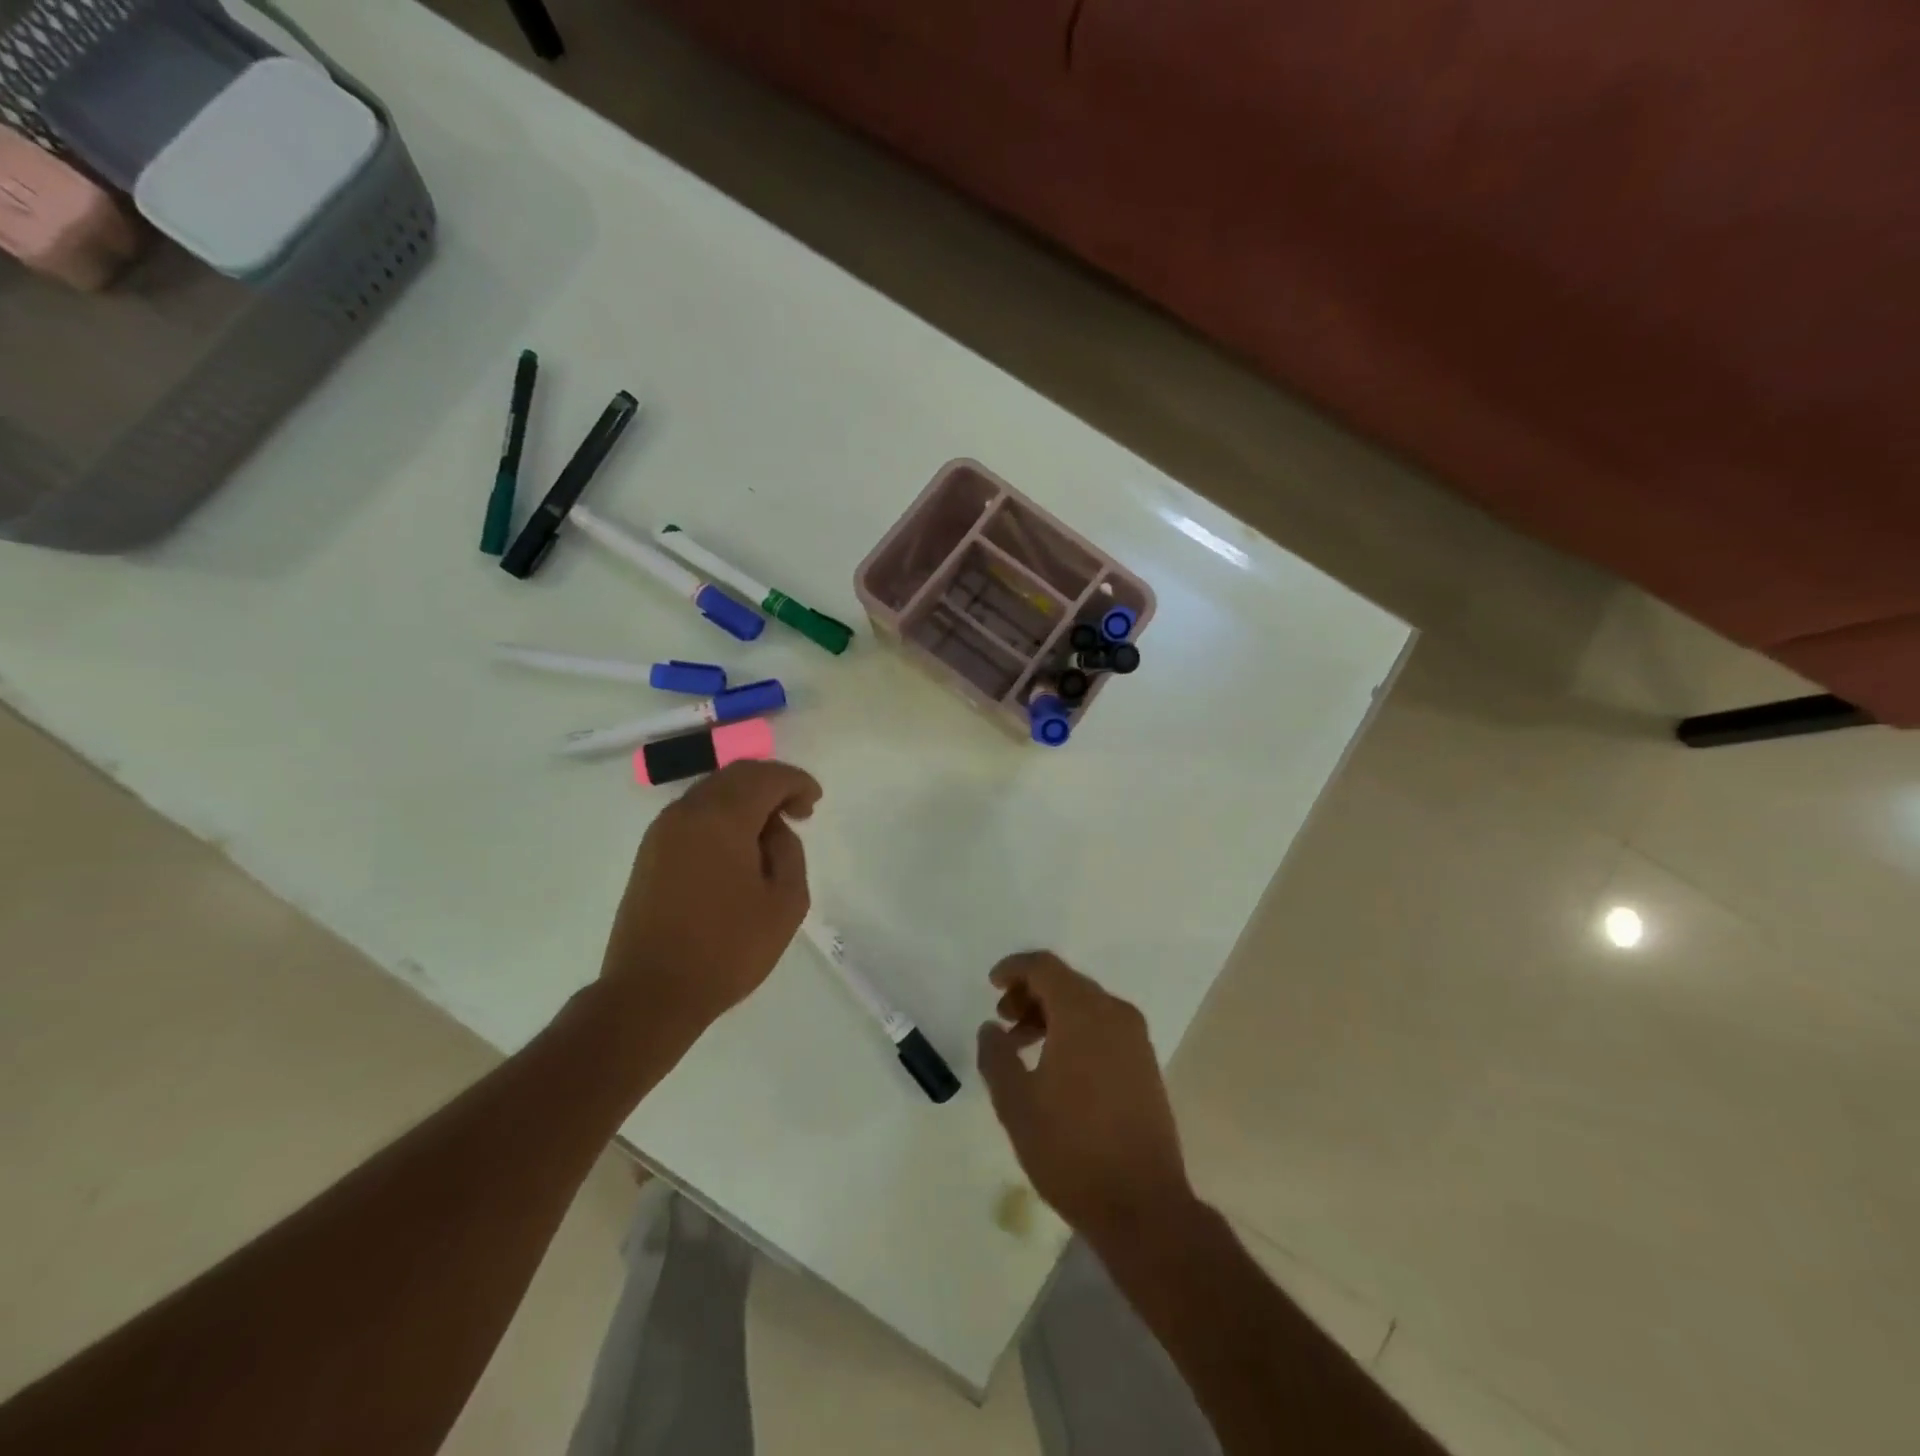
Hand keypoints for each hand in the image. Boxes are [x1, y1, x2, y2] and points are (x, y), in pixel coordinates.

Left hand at [599, 760, 820, 1038]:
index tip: (814, 803)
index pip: (766, 777)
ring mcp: (662, 831)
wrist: (651, 993)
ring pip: (712, 792)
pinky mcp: (650, 853)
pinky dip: (722, 816)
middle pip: (736, 775)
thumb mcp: (785, 903)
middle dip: (772, 785)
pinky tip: (738, 848)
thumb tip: (773, 831)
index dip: (796, 782)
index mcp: (721, 818)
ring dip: (746, 800)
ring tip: (770, 833)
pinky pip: (694, 815)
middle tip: (797, 811)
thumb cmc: (727, 949)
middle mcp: (687, 812)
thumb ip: (789, 852)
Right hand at [977, 952, 1192, 1241]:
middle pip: (1066, 983)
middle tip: (1003, 1021)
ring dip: (1050, 1014)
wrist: (1143, 1205)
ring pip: (1085, 1006)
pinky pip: (1103, 1028)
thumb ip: (996, 1056)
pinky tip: (1055, 1066)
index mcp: (1083, 1013)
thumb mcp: (1016, 1104)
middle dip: (1030, 993)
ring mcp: (1135, 1040)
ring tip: (1021, 1046)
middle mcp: (1114, 1014)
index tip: (991, 985)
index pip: (1045, 967)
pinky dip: (1074, 1031)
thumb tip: (990, 1028)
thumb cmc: (1071, 1150)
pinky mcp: (1145, 1064)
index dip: (1014, 968)